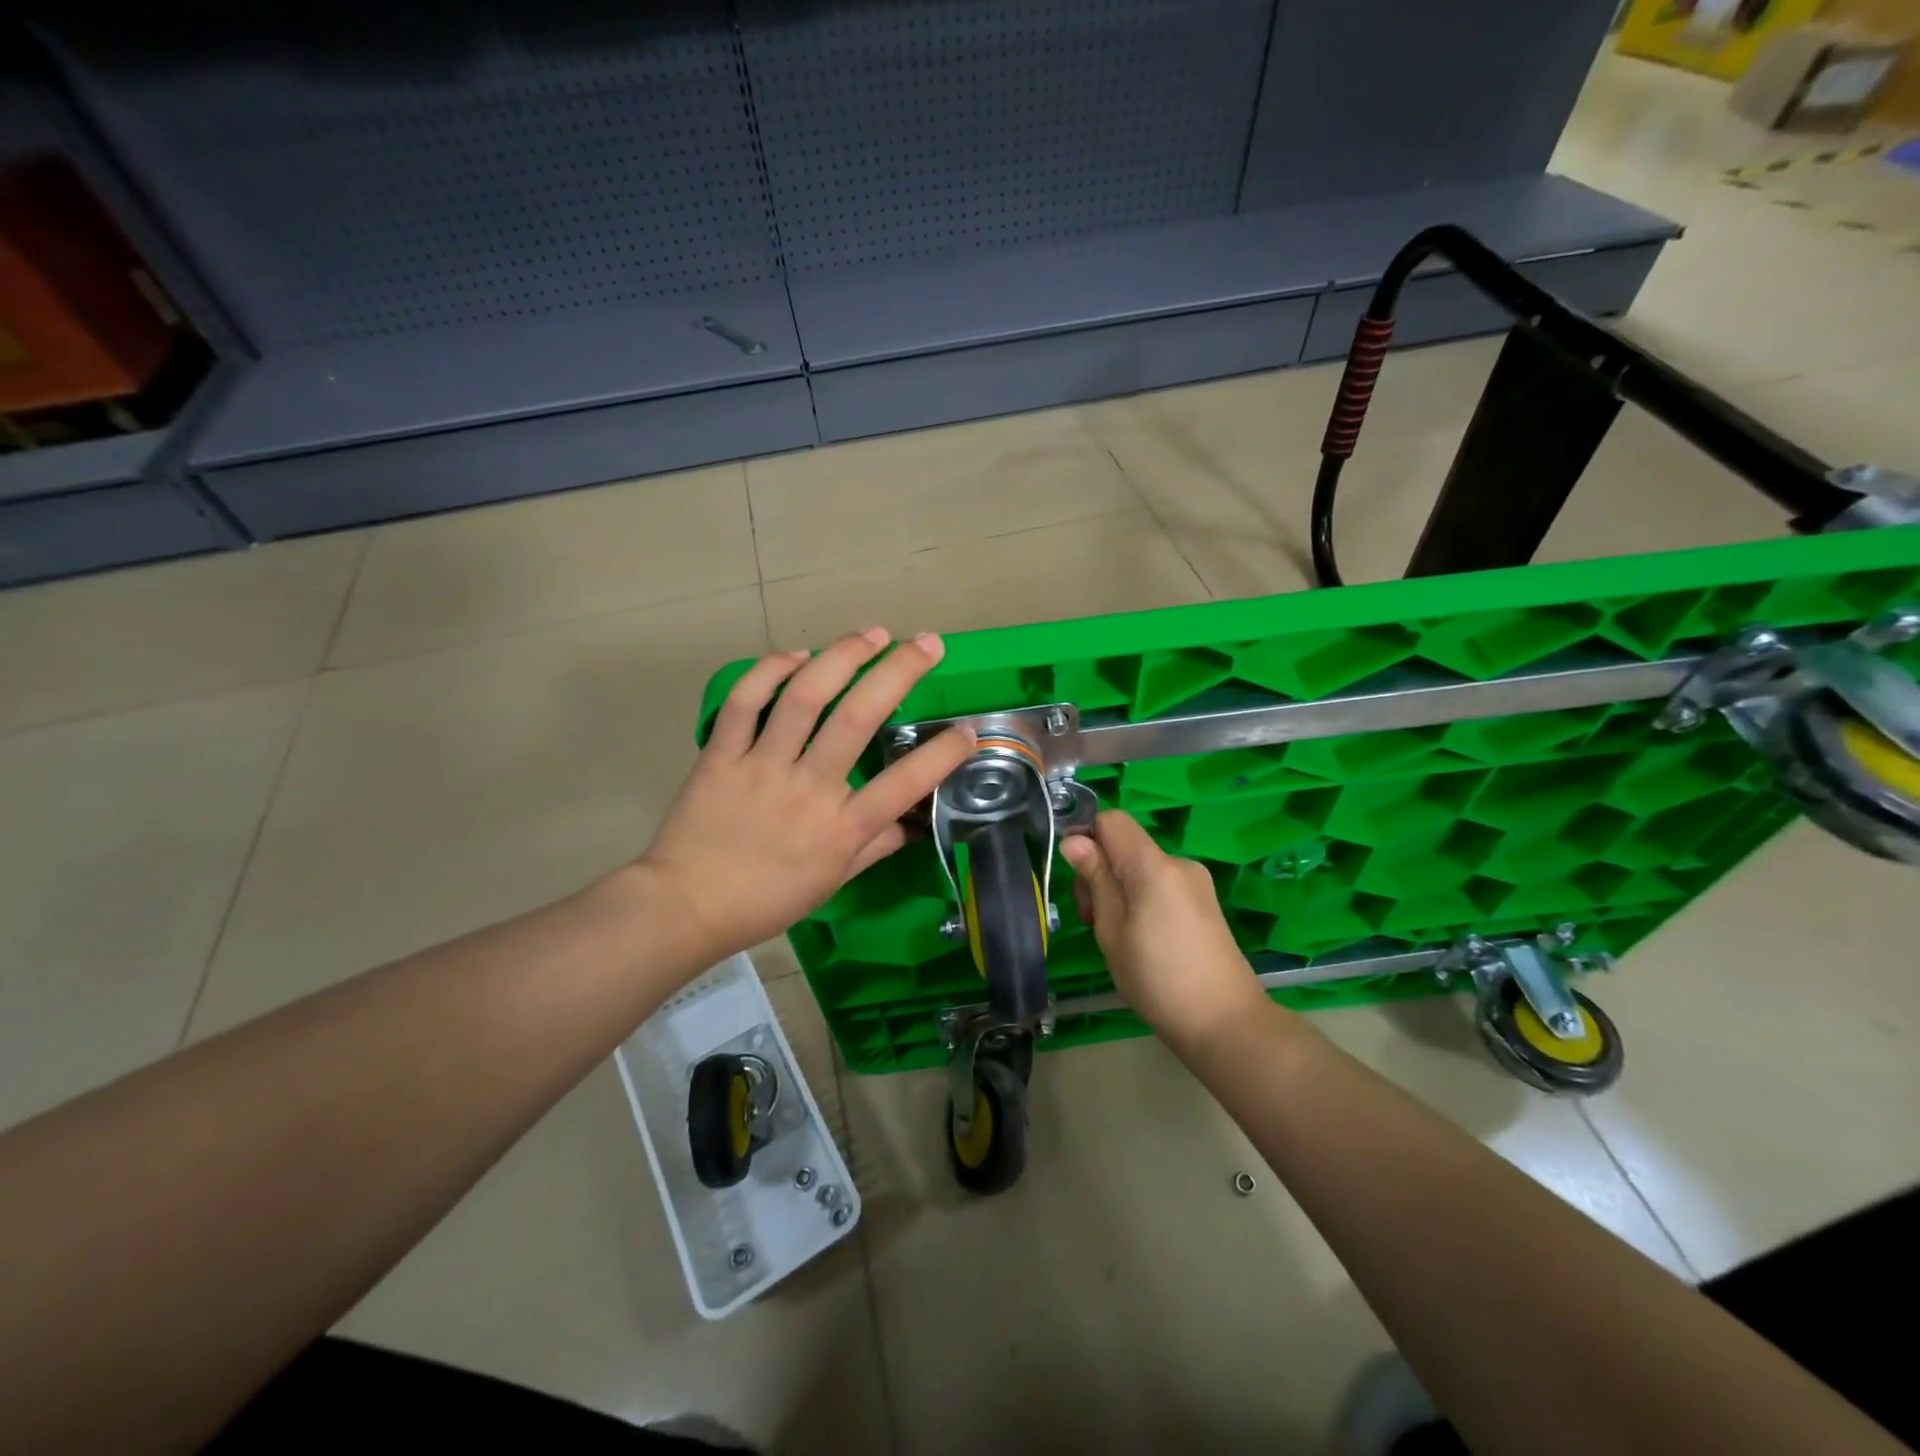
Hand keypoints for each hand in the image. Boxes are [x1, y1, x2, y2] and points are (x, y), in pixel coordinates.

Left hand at [633, 628, 974, 970]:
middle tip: (927, 643)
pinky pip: (746, 702)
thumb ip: (874, 847)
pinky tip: (797, 655)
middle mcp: (808, 789)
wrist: (686, 907)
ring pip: (804, 697)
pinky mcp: (722, 754)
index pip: (904, 785)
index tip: (969, 730)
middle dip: (899, 672)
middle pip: (857, 718)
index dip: (942, 754)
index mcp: (841, 828)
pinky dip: (770, 671)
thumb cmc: (767, 900)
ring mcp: (762, 766)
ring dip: (842, 657)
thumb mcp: (832, 882)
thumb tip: (911, 824)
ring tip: (872, 634)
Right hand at [1061, 811, 1269, 1051]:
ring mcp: (1196, 883)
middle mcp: (1178, 863)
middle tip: (1093, 921)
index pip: (1111, 820)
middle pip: (1125, 846)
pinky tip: (1143, 941)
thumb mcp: (1112, 930)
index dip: (1087, 838)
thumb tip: (1074, 841)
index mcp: (1153, 865)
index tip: (1078, 878)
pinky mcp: (1204, 903)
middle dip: (1101, 872)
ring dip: (1120, 891)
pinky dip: (1142, 901)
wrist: (1225, 1023)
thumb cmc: (1157, 978)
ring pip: (1141, 868)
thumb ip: (1096, 879)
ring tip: (1118, 938)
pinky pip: (1161, 885)